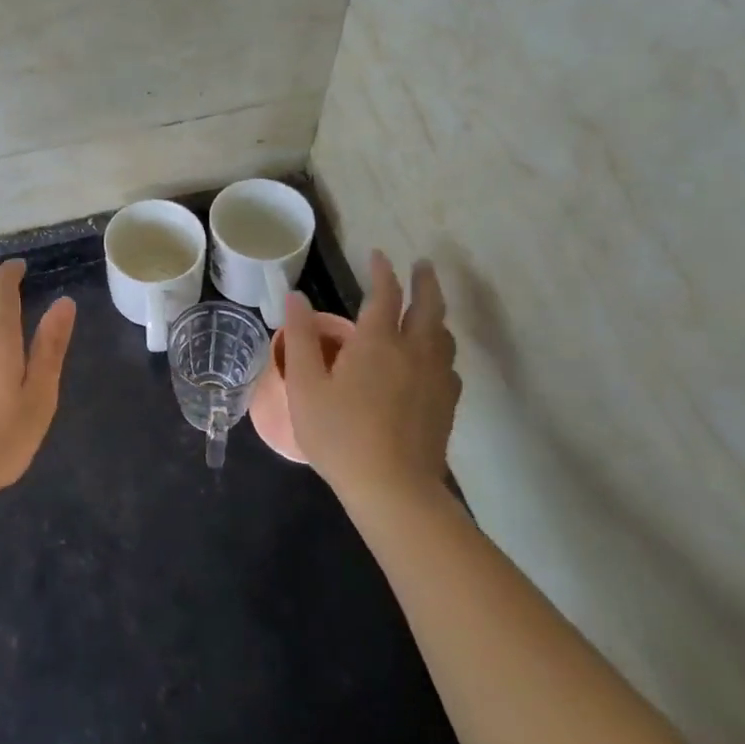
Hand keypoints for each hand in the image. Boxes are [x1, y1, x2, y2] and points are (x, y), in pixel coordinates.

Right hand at [281, 250, 459, 507]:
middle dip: (424, 281)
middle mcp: (415, 351)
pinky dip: (440, 349)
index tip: (378, 254)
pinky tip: (433, 361)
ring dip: (436, 313)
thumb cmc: (340, 434)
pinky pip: (448, 364)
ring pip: (444, 334)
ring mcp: (436, 379)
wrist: (393, 488)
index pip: (385, 294)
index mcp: (378, 342)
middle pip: (429, 306)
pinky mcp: (446, 404)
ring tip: (429, 309)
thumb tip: (296, 297)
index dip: (382, 271)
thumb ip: (302, 338)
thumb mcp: (306, 386)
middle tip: (422, 265)